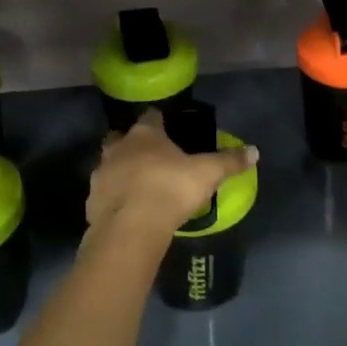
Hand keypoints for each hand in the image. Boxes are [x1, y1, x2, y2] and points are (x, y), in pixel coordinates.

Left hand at [86, 110, 259, 250]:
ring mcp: (101, 174)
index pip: (150, 116)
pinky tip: (128, 210)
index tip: (168, 128)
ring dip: (121, 171)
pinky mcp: (92, 201)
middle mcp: (118, 147)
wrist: (131, 229)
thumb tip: (254, 151)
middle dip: (132, 144)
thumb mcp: (208, 173)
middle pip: (122, 138)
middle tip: (151, 157)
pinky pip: (104, 194)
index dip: (159, 121)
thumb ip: (229, 161)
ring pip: (109, 165)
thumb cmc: (170, 189)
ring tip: (139, 186)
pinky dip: (114, 198)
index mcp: (145, 134)